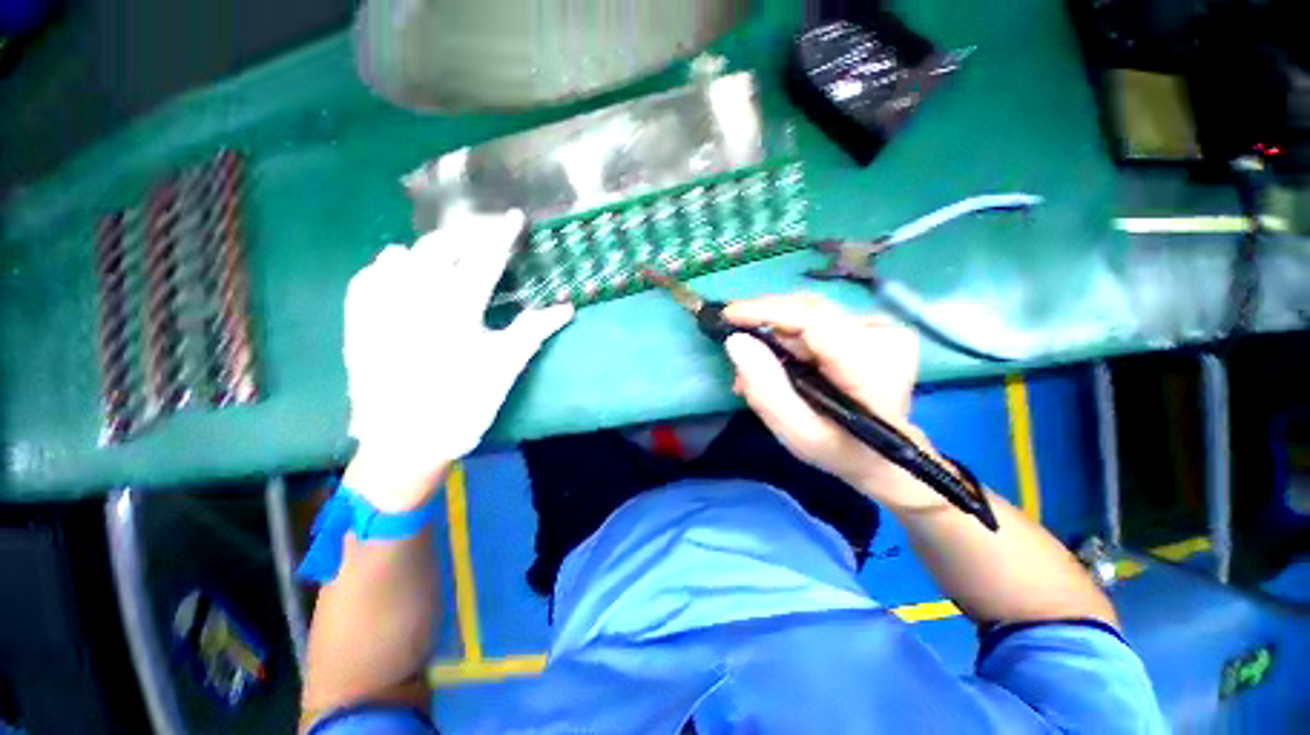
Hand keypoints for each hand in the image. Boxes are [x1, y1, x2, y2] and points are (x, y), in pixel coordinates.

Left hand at [343, 210, 572, 510]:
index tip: (514, 216)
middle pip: (439, 248)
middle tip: (482, 242)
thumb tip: (567, 308)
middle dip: (464, 237)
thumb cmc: (464, 404)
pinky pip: (366, 278)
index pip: (485, 260)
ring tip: (445, 262)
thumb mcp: (505, 367)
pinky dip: (386, 269)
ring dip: (427, 252)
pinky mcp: (357, 322)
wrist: (405, 442)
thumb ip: (534, 330)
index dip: (502, 235)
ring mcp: (379, 309)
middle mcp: (413, 300)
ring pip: (399, 256)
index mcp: (456, 312)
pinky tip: (398, 276)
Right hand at [723, 294, 945, 513]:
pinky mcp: (873, 325)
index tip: (728, 315)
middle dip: (765, 323)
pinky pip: (818, 317)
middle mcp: (884, 336)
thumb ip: (765, 389)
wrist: (882, 453)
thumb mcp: (796, 432)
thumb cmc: (838, 448)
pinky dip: (790, 333)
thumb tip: (736, 341)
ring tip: (756, 361)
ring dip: (775, 331)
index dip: (766, 312)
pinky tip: (780, 355)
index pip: (812, 321)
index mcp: (871, 367)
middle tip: (737, 345)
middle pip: (808, 311)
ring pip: (809, 312)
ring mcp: (882, 327)